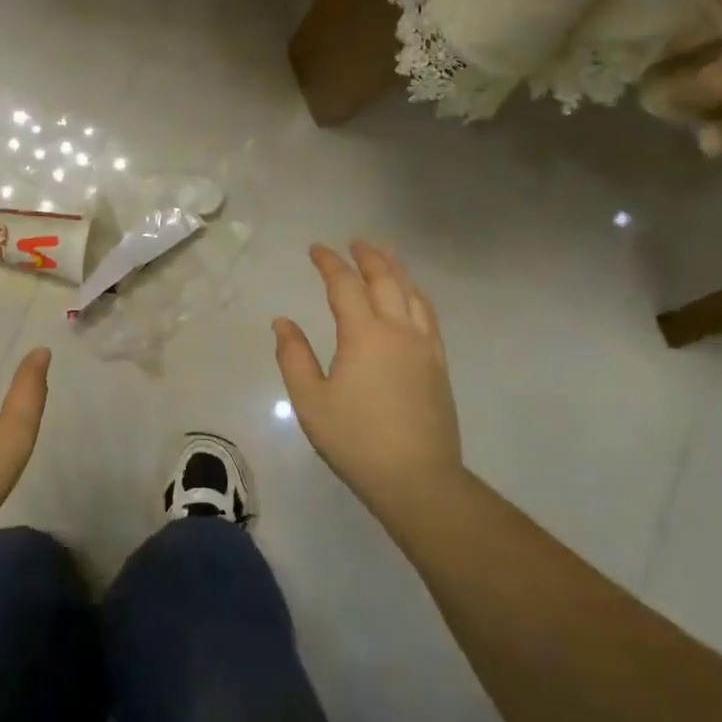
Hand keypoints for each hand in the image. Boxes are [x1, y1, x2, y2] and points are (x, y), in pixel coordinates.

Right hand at [272, 241, 464, 514]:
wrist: (417, 478)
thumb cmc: (355, 439)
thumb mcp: (310, 400)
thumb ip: (294, 356)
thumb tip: (283, 322)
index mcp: (364, 334)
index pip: (345, 284)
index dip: (329, 262)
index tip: (316, 249)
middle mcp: (398, 330)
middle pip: (386, 279)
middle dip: (368, 257)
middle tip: (354, 243)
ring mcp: (424, 347)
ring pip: (412, 294)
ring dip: (397, 270)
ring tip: (386, 256)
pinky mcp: (438, 365)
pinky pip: (428, 316)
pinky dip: (416, 296)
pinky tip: (411, 299)